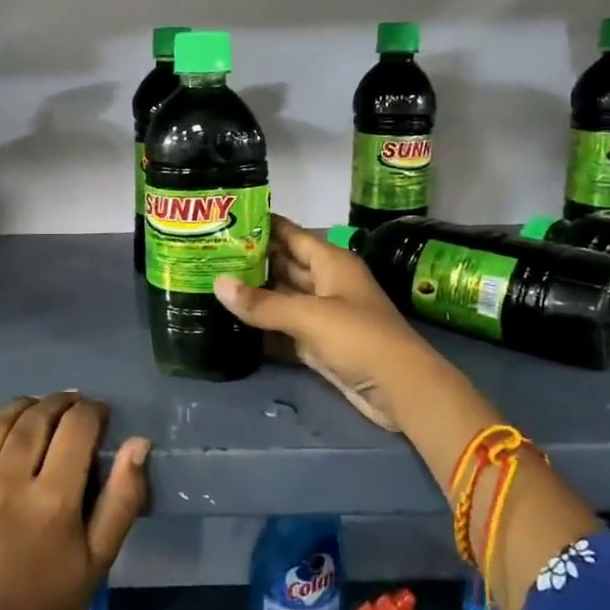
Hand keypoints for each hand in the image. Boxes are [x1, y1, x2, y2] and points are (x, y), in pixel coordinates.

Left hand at [0, 393, 149, 609]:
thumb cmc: (48, 599)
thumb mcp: (99, 557)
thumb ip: (124, 497)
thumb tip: (138, 442)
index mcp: (52, 502)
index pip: (77, 427)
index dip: (92, 410)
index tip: (98, 413)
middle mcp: (5, 485)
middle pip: (37, 418)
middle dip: (60, 404)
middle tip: (70, 408)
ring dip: (22, 409)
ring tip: (34, 415)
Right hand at [212, 214, 447, 429]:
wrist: (401, 390)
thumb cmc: (360, 338)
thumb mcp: (310, 316)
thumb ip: (263, 303)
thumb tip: (218, 283)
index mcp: (331, 262)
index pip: (291, 234)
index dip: (262, 225)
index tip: (226, 218)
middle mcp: (326, 282)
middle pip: (284, 265)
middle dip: (251, 261)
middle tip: (208, 254)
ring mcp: (323, 314)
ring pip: (282, 297)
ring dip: (254, 294)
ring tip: (211, 284)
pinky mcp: (318, 343)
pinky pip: (284, 327)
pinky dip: (263, 326)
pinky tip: (232, 322)